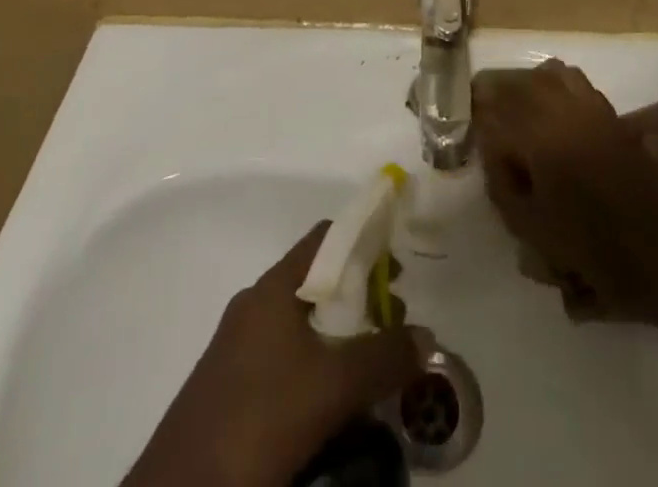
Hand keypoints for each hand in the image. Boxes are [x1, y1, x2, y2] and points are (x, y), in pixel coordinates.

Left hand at [122, 222, 431, 486]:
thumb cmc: (259, 419)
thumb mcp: (333, 387)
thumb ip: (384, 356)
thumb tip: (427, 336)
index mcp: (274, 287)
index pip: (327, 237)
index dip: (366, 243)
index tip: (399, 271)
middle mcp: (255, 306)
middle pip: (318, 283)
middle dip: (361, 300)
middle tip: (395, 329)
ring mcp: (239, 348)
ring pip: (303, 326)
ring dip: (341, 339)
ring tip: (373, 372)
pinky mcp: (231, 389)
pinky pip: (285, 360)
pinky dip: (317, 368)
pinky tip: (335, 406)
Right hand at [474, 58, 657, 324]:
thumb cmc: (593, 251)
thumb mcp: (533, 229)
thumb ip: (503, 185)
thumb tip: (491, 151)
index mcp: (541, 140)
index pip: (495, 117)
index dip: (479, 125)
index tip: (472, 132)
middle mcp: (564, 113)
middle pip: (519, 87)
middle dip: (498, 98)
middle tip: (485, 113)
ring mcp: (591, 108)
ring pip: (548, 75)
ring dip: (527, 87)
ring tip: (519, 110)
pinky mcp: (610, 113)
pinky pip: (575, 82)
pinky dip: (555, 85)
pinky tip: (552, 109)